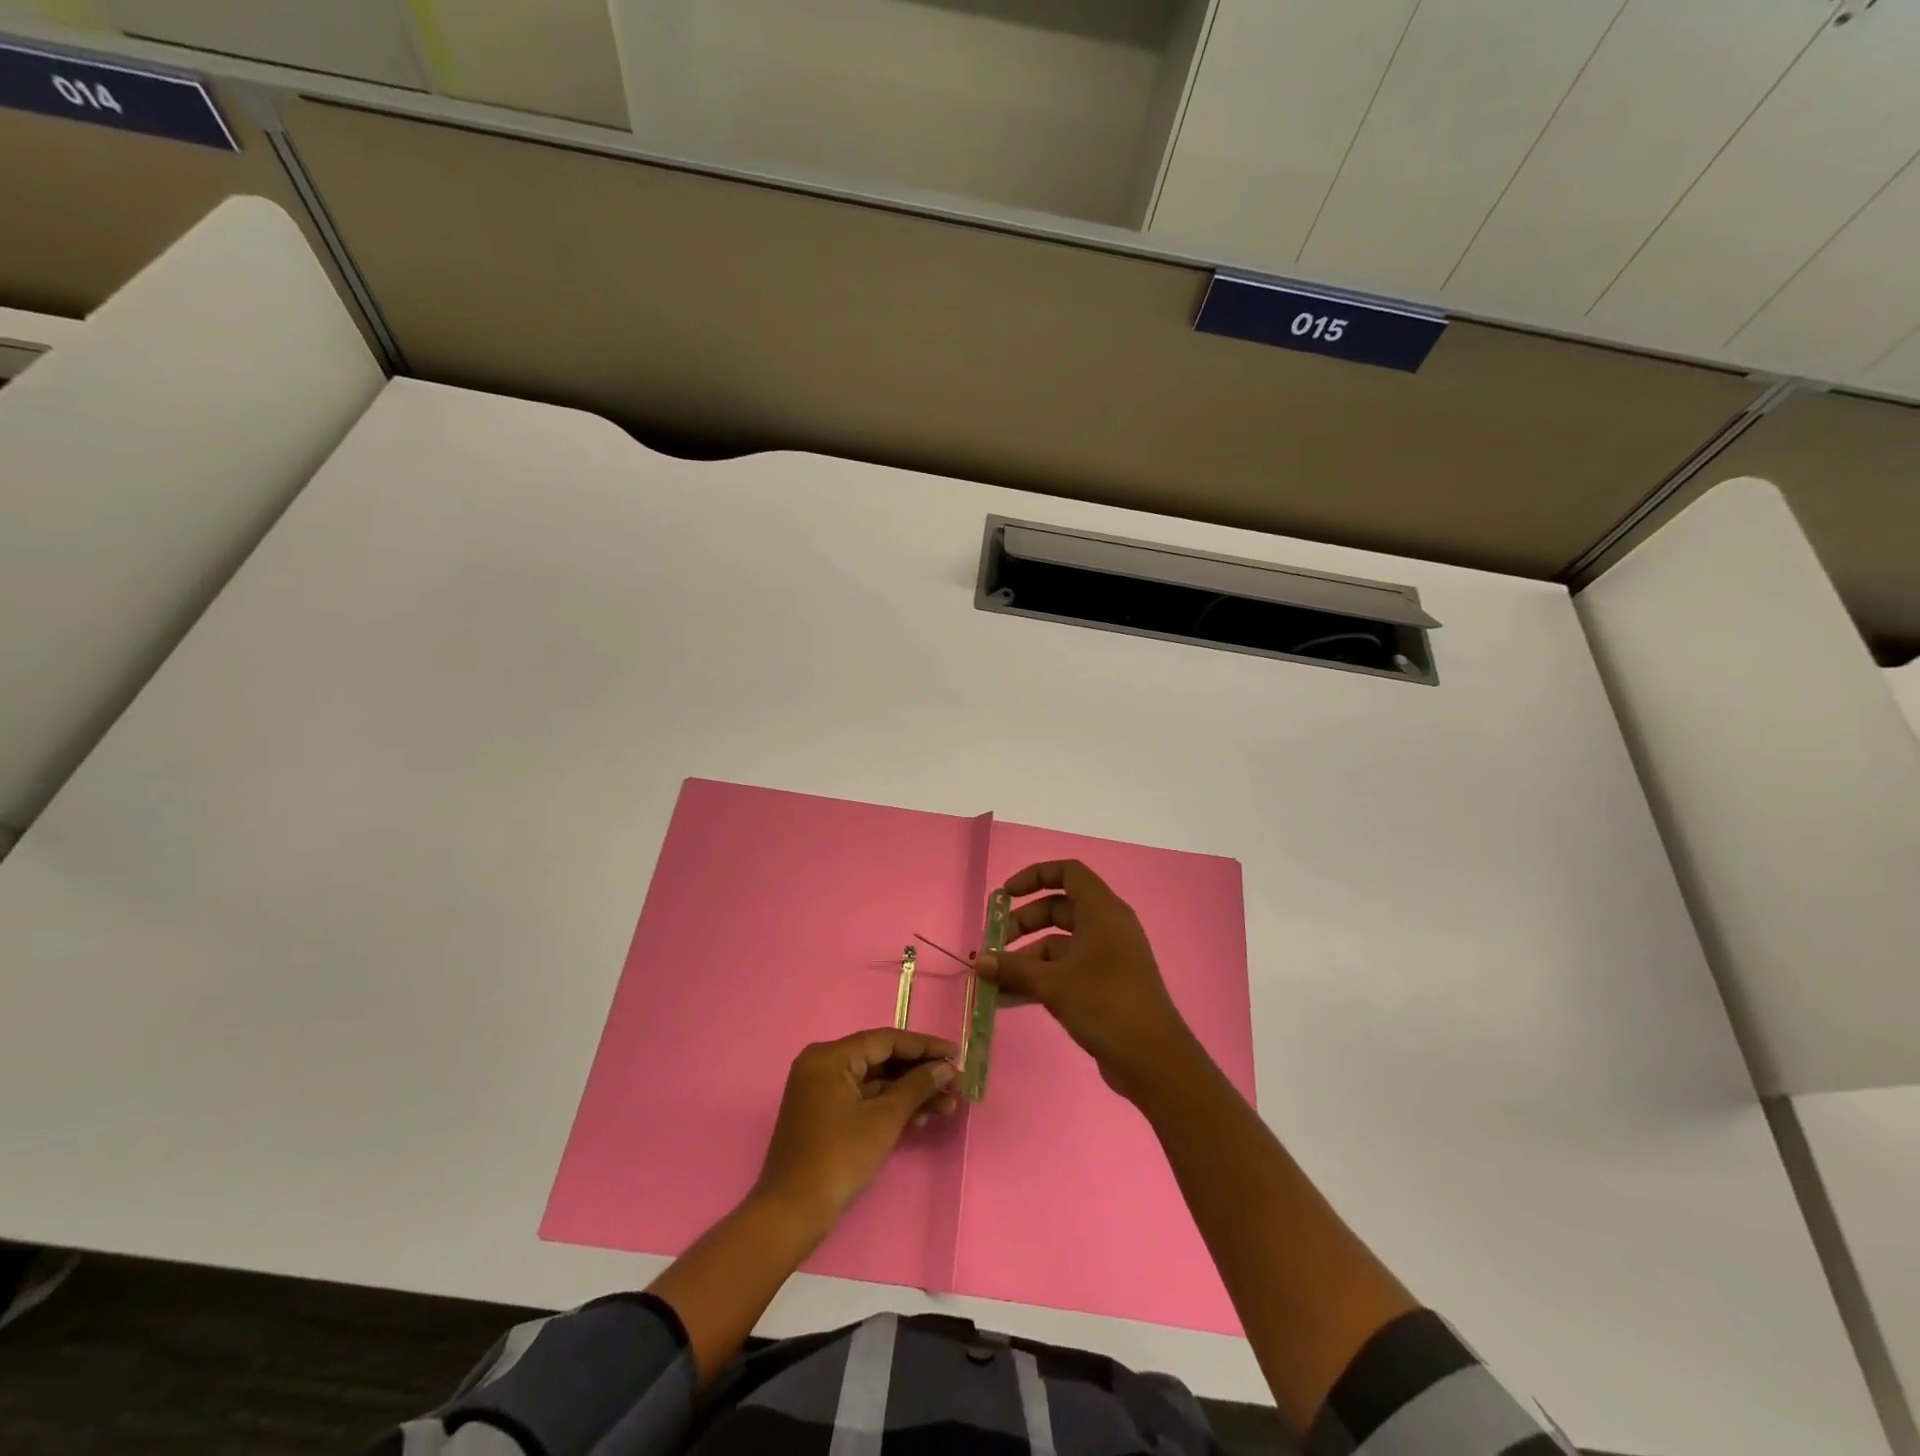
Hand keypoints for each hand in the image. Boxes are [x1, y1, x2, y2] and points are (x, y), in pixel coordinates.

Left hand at [754, 1028, 959, 1235]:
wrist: (792, 1214)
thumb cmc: (839, 1159)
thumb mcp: (883, 1120)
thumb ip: (916, 1087)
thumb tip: (946, 1067)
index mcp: (830, 1057)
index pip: (886, 1041)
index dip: (925, 1047)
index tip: (957, 1054)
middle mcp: (823, 1065)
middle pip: (881, 1060)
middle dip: (920, 1074)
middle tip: (956, 1084)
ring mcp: (822, 1090)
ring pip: (875, 1082)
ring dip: (910, 1094)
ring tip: (948, 1106)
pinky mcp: (825, 1114)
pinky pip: (864, 1100)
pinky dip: (890, 1107)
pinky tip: (921, 1119)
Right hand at [976, 860, 1197, 1100]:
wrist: (1154, 1060)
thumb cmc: (1106, 1004)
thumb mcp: (1053, 983)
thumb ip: (1013, 968)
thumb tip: (978, 960)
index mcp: (1102, 911)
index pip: (1068, 872)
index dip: (1034, 876)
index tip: (1005, 895)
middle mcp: (1106, 927)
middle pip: (1058, 909)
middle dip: (1022, 923)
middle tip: (994, 946)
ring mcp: (1107, 957)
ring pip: (1058, 944)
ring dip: (1025, 957)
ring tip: (993, 979)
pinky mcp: (1104, 986)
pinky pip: (1065, 970)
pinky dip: (1039, 978)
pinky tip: (1008, 999)